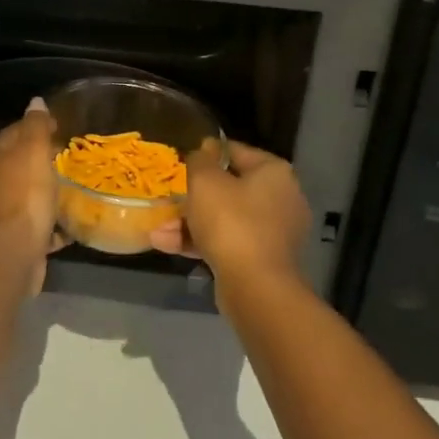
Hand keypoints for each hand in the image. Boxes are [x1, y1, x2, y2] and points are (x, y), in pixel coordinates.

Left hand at [0, 97, 66, 267]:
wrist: (13, 250)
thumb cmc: (25, 194)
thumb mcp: (33, 151)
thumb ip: (35, 125)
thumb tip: (35, 102)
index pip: (15, 131)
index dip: (37, 127)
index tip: (63, 128)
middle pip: (22, 164)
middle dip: (45, 161)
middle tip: (74, 158)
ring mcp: (3, 211)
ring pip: (30, 195)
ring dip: (49, 193)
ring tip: (77, 189)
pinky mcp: (16, 237)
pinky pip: (39, 225)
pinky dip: (53, 224)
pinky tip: (73, 224)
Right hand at [150, 141, 309, 282]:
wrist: (255, 287)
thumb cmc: (231, 222)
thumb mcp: (205, 181)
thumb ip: (200, 160)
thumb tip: (203, 151)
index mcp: (274, 173)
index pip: (236, 151)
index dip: (206, 153)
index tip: (181, 160)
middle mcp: (281, 199)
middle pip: (228, 189)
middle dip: (192, 196)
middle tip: (167, 198)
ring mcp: (273, 232)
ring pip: (224, 219)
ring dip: (189, 223)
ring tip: (157, 230)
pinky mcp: (262, 260)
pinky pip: (227, 242)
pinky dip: (200, 242)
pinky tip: (167, 245)